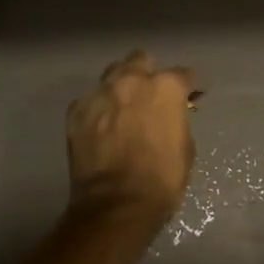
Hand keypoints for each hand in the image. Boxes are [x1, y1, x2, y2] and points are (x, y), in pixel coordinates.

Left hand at [66, 51, 195, 228]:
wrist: (116, 204)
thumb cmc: (162, 179)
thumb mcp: (185, 147)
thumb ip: (177, 120)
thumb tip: (171, 115)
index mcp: (165, 87)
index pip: (182, 74)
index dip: (187, 87)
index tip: (187, 97)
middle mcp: (131, 80)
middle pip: (140, 60)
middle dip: (147, 73)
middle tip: (149, 95)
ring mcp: (100, 93)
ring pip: (111, 74)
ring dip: (120, 86)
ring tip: (122, 107)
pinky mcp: (76, 111)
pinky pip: (89, 100)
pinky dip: (97, 109)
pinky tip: (100, 126)